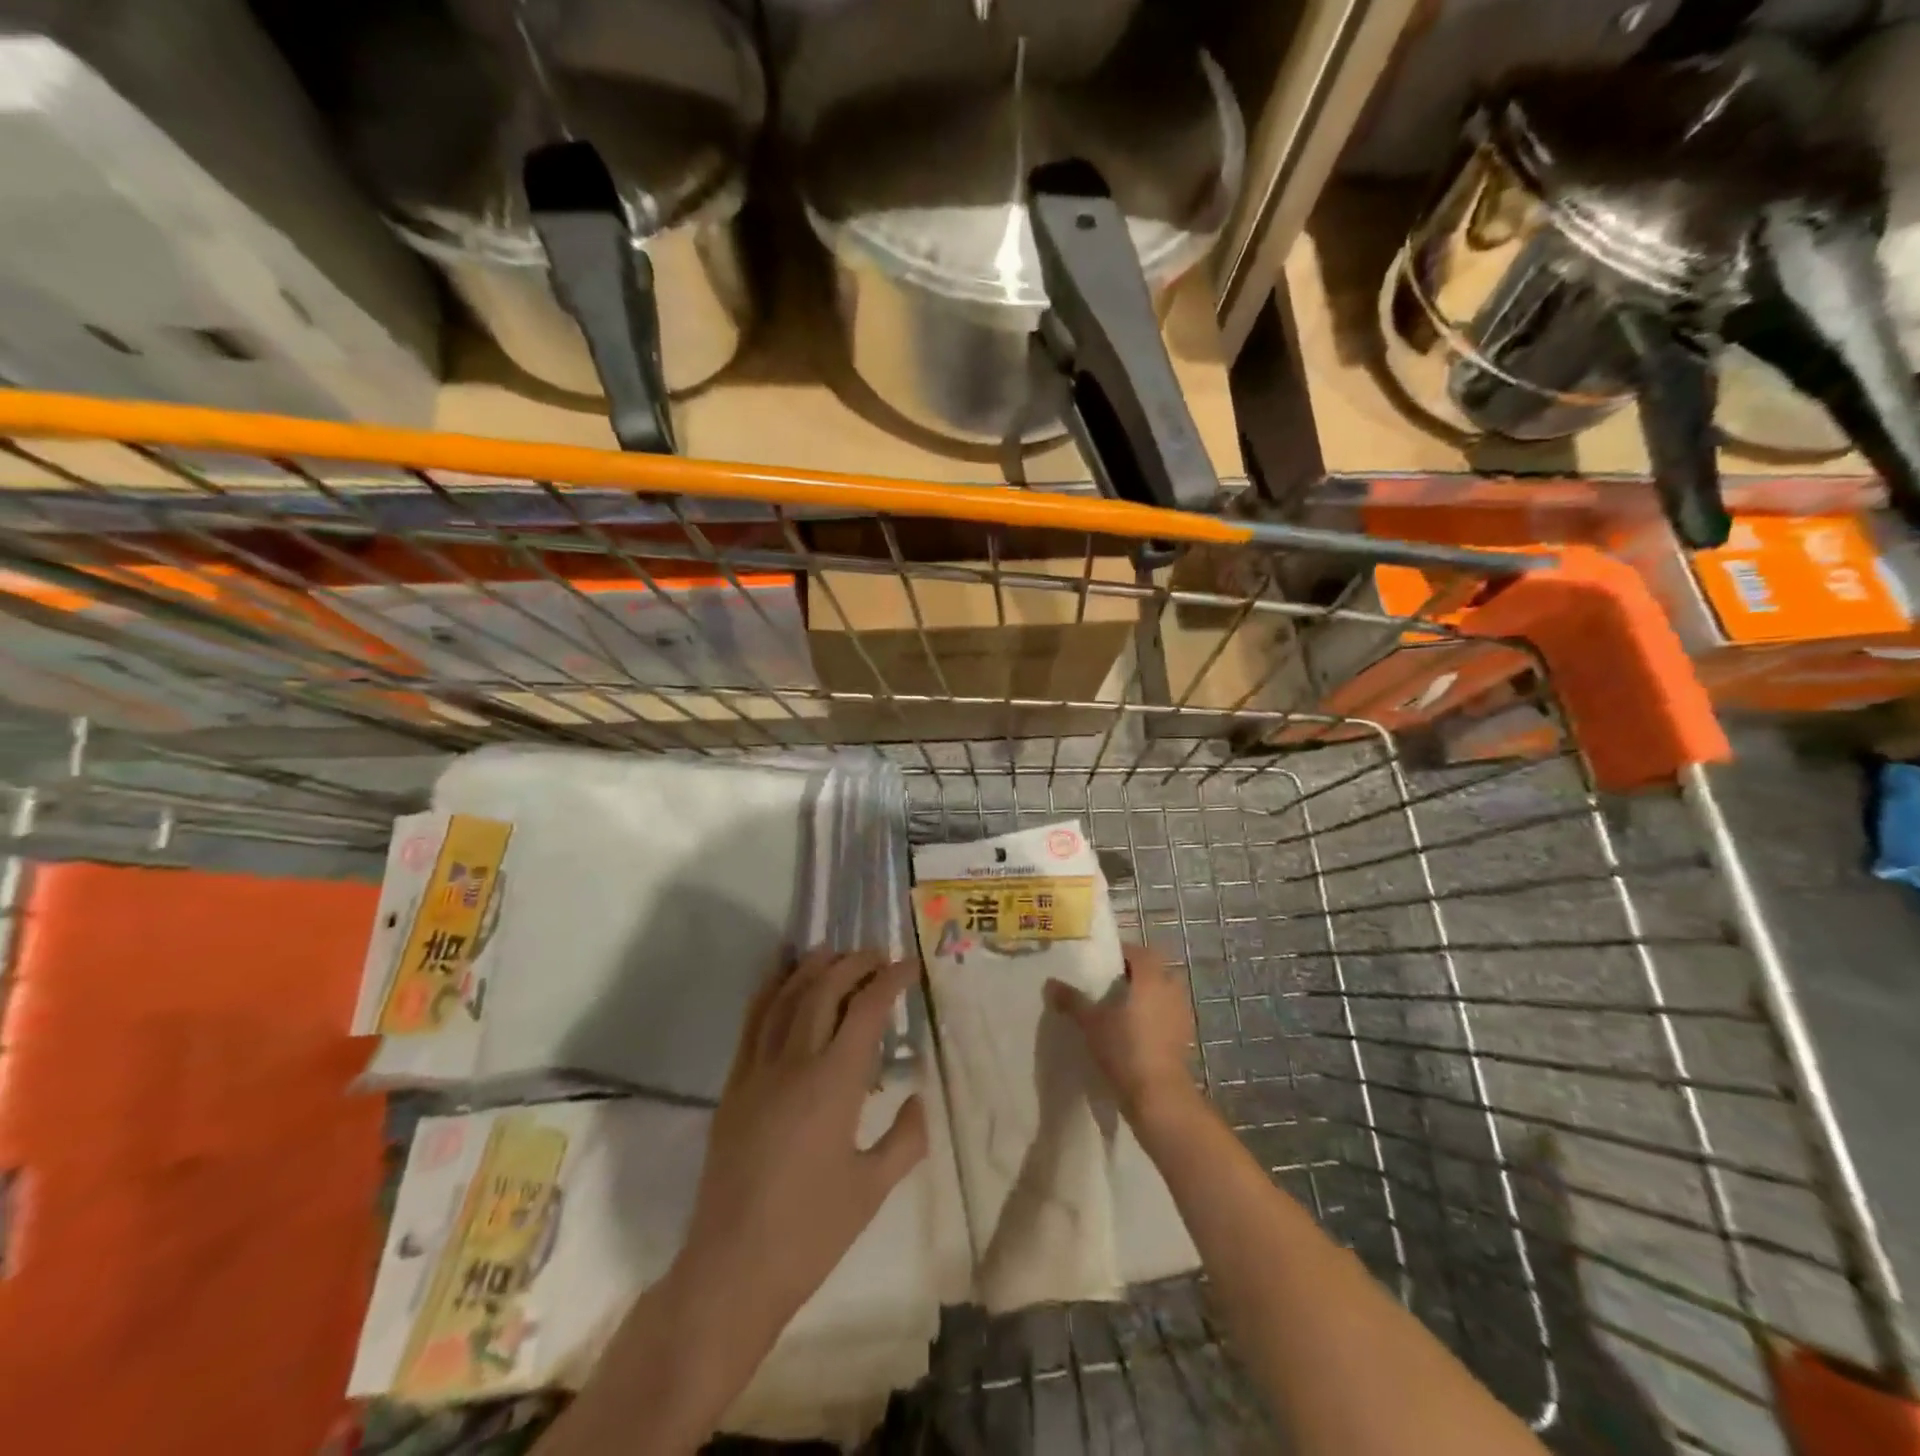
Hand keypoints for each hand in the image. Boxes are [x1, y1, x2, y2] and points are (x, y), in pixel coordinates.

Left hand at [675, 950, 927, 1346]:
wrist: (733, 1270)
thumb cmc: (811, 1232)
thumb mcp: (873, 1189)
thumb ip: (906, 1138)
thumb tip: (918, 1097)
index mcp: (834, 1083)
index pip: (867, 1010)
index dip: (891, 981)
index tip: (910, 966)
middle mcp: (794, 1063)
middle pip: (824, 990)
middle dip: (853, 964)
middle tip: (877, 956)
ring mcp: (757, 1071)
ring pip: (785, 998)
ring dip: (811, 968)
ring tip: (833, 951)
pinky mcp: (733, 1086)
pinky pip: (752, 1023)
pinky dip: (769, 991)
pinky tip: (780, 979)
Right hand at [1046, 944, 1198, 1124]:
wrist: (1158, 1094)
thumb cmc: (1124, 1048)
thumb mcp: (1090, 1022)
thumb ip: (1072, 1000)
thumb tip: (1050, 983)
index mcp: (1150, 977)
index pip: (1138, 952)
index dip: (1121, 954)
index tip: (1103, 963)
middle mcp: (1170, 989)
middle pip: (1155, 970)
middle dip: (1136, 974)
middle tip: (1111, 984)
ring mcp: (1181, 1013)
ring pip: (1164, 993)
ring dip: (1147, 995)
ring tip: (1121, 1008)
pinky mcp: (1184, 1037)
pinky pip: (1168, 1014)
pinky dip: (1155, 1016)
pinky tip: (1135, 1031)